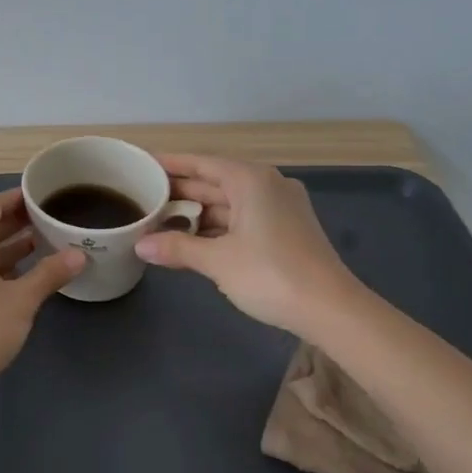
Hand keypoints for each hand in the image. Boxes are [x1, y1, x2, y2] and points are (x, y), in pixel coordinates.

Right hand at [134, 154, 360, 339]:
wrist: (331, 309)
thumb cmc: (270, 274)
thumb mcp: (217, 261)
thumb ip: (177, 248)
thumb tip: (140, 246)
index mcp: (250, 180)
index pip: (201, 163)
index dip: (171, 164)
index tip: (143, 165)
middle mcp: (266, 186)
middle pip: (214, 182)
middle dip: (180, 192)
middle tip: (142, 197)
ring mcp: (279, 208)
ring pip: (228, 203)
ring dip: (196, 214)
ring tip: (159, 222)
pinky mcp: (285, 230)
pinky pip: (242, 219)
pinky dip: (216, 228)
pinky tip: (191, 241)